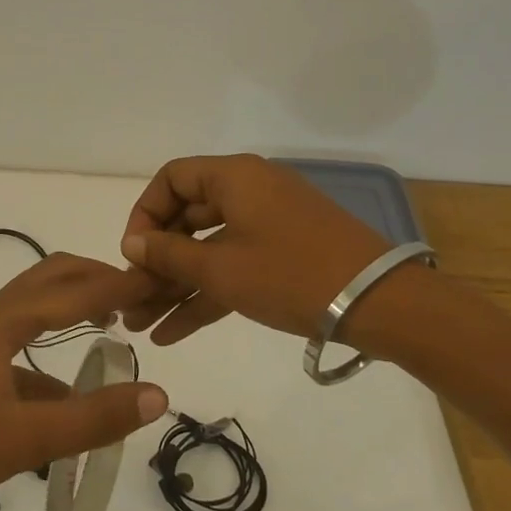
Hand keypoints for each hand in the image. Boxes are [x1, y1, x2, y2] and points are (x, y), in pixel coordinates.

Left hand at [0, 254, 169, 510]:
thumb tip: (157, 394)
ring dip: (72, 311)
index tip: (158, 280)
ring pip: (33, 314)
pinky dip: (50, 360)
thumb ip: (92, 418)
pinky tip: (67, 395)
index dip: (117, 285)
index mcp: (1, 322)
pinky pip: (18, 351)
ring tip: (113, 330)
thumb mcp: (25, 438)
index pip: (72, 291)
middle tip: (139, 294)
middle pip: (49, 281)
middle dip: (94, 280)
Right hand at [118, 154, 393, 343]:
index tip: (132, 253)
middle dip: (156, 263)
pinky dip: (206, 294)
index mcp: (234, 177)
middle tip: (130, 298)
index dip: (144, 214)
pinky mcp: (283, 256)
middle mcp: (248, 192)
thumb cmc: (290, 274)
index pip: (172, 180)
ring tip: (141, 325)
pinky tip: (173, 332)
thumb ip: (169, 255)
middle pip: (187, 219)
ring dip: (176, 286)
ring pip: (207, 250)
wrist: (381, 304)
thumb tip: (132, 245)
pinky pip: (233, 267)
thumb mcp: (221, 268)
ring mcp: (267, 225)